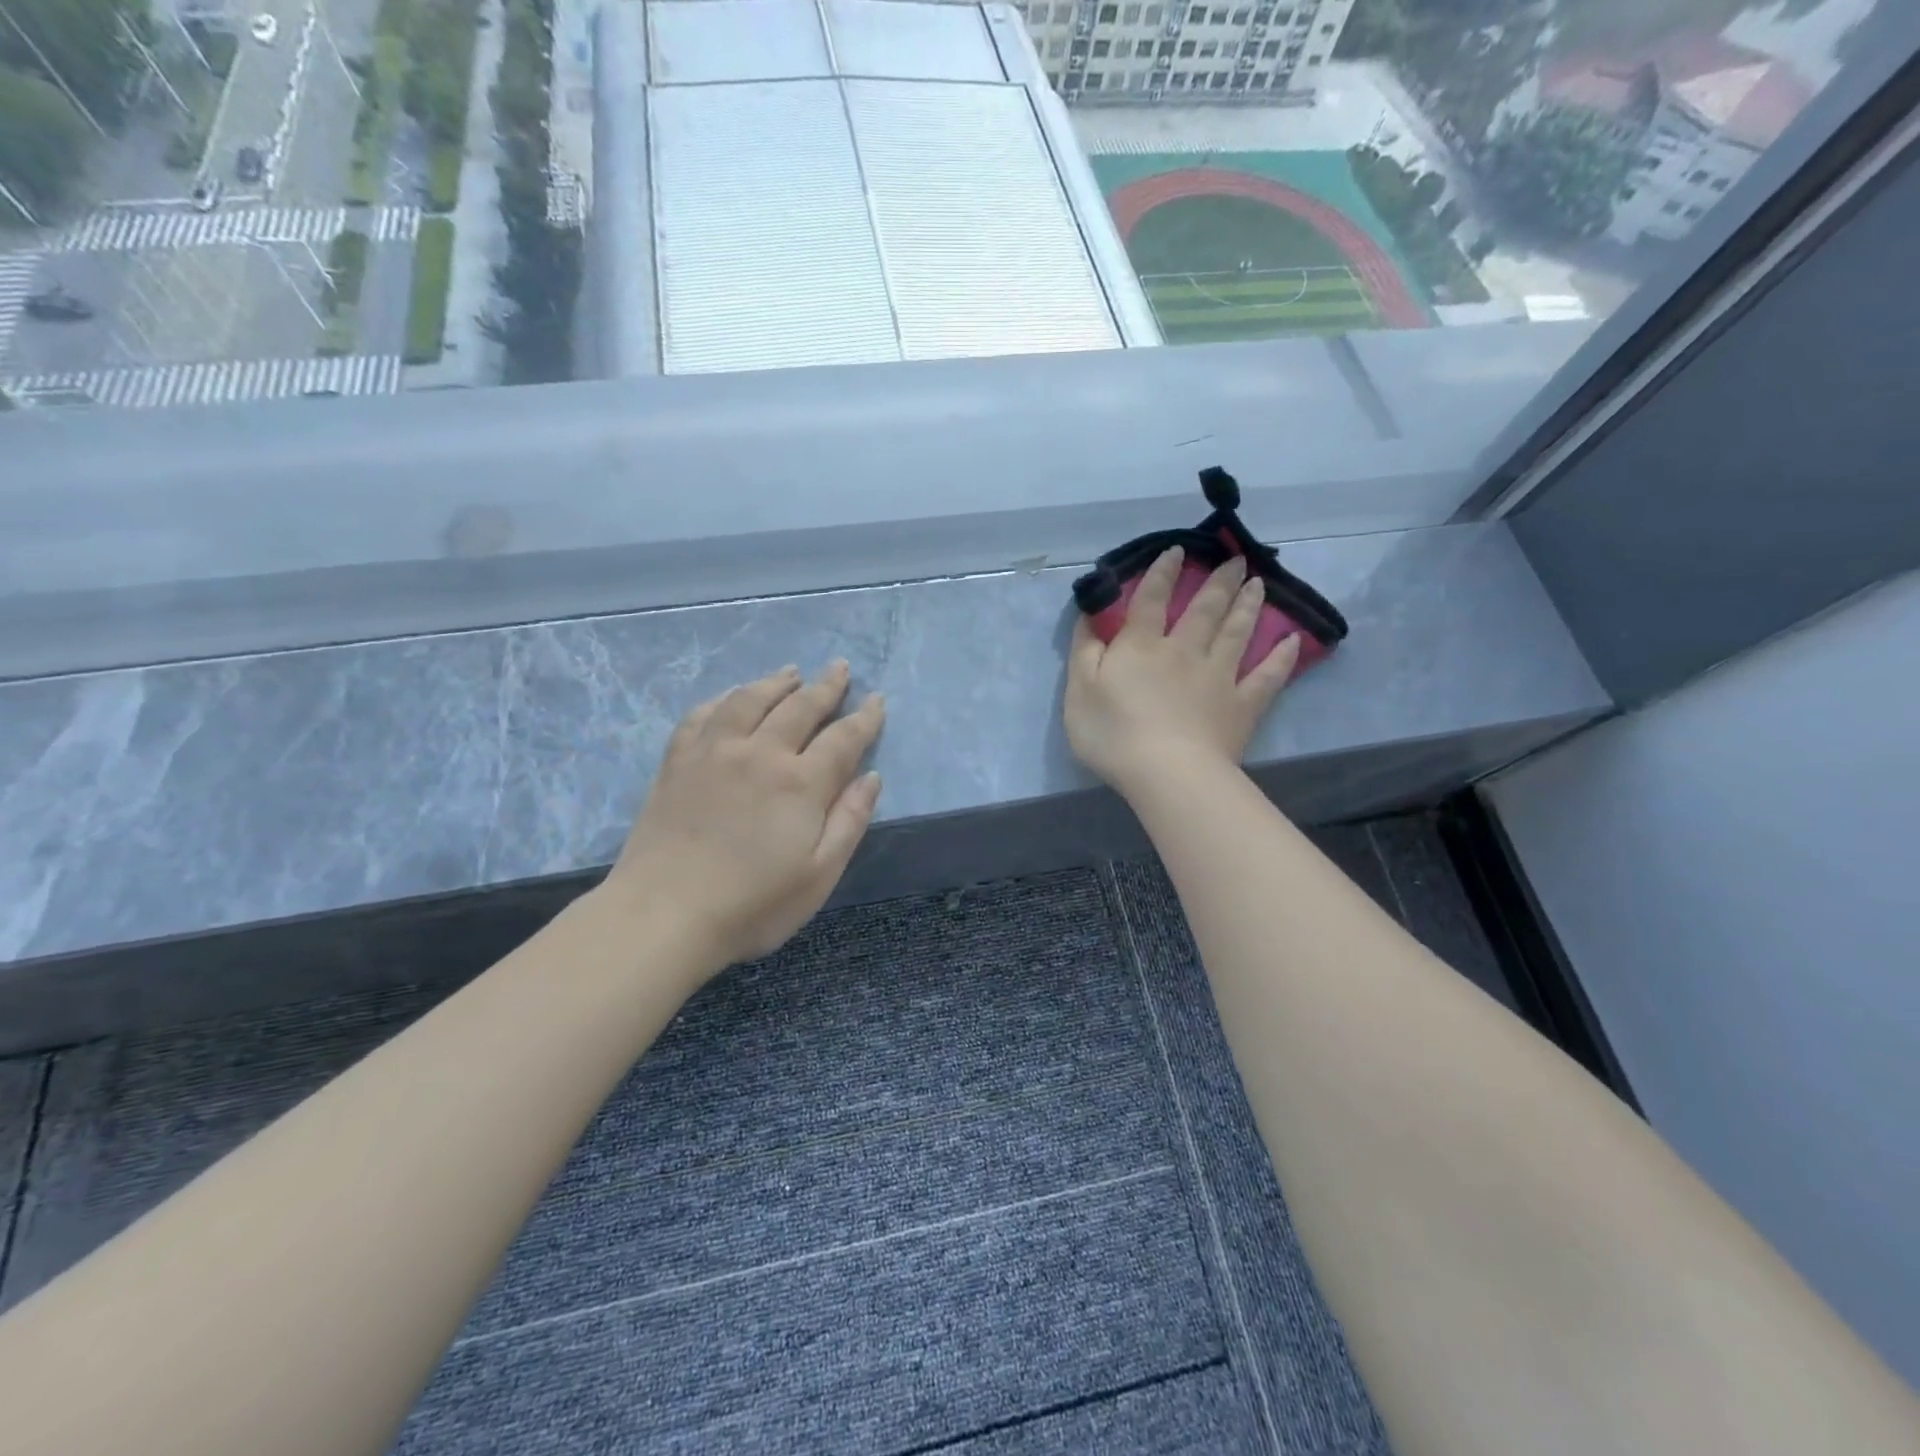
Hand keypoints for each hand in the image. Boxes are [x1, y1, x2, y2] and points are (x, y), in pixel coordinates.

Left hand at [602, 662, 884, 971]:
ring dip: (776, 682)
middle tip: (840, 668)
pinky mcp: (677, 761)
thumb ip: (849, 821)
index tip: (877, 700)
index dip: (864, 718)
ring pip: (750, 699)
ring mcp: (713, 752)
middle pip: (799, 707)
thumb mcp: (819, 875)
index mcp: (800, 783)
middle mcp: (760, 753)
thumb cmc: (752, 905)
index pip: (843, 738)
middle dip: (826, 686)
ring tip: (791, 672)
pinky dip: (723, 699)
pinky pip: (702, 715)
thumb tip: (870, 777)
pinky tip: (730, 697)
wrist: (663, 915)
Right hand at [1065, 546, 1299, 798]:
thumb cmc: (1114, 733)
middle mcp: (1185, 651)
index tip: (1177, 551)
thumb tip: (1091, 614)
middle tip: (1236, 559)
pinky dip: (1281, 658)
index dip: (1162, 573)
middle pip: (1205, 609)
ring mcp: (1219, 677)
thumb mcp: (1079, 690)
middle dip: (1219, 581)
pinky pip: (1267, 676)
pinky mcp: (1242, 706)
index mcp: (1142, 646)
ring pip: (1237, 632)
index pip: (1152, 600)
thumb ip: (1085, 649)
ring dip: (1247, 605)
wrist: (1167, 773)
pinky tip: (1292, 641)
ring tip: (1258, 583)